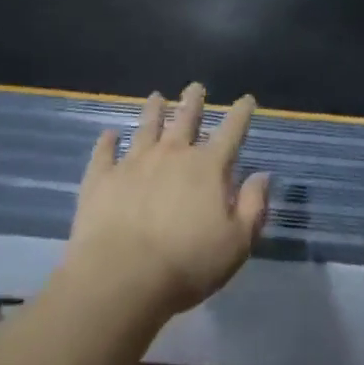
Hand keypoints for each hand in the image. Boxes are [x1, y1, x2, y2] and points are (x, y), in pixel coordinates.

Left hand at [61, 84, 269, 322]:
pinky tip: (109, 134)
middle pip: (185, 119)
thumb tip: (262, 176)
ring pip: (146, 128)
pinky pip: (104, 153)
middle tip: (195, 86)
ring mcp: (133, 163)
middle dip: (193, 101)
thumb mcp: (237, 242)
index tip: (247, 99)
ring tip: (156, 97)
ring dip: (153, 111)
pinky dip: (107, 142)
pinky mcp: (101, 179)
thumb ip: (253, 206)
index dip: (241, 113)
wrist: (121, 278)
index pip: (232, 131)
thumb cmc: (187, 263)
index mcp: (208, 167)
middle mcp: (172, 155)